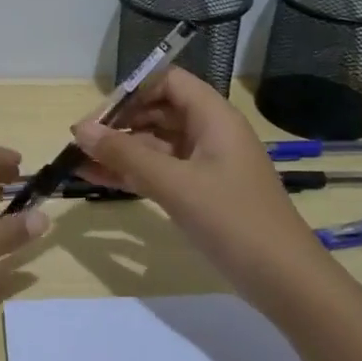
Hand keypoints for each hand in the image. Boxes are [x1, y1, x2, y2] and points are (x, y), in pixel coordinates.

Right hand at [71, 68, 317, 290]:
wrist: (283, 279)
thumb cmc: (232, 220)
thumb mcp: (175, 185)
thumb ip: (125, 155)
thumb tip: (79, 130)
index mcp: (214, 117)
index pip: (167, 81)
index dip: (132, 91)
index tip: (99, 115)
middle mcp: (209, 133)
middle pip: (157, 112)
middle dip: (119, 123)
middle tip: (81, 142)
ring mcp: (205, 165)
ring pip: (155, 145)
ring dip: (120, 151)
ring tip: (78, 161)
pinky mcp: (200, 192)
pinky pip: (159, 171)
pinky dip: (132, 173)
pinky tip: (97, 179)